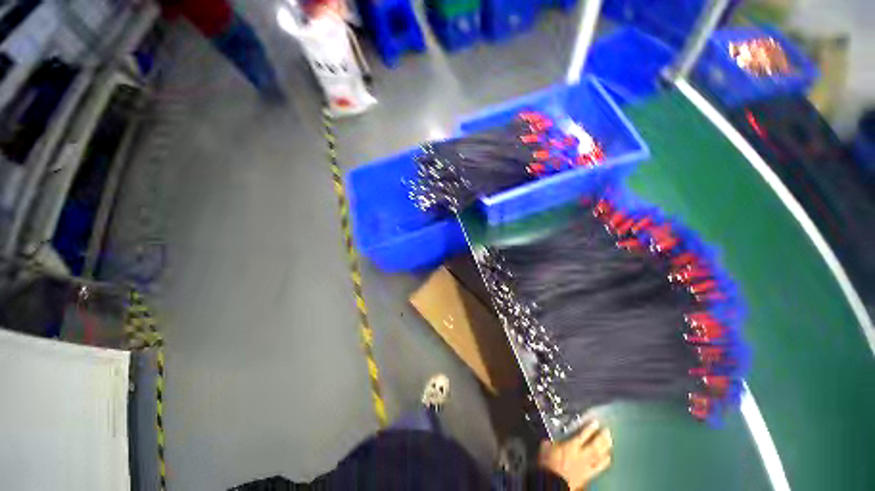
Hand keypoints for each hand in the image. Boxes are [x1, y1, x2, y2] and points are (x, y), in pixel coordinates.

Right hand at [537, 419, 611, 489]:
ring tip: (610, 442)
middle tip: (607, 431)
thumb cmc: (548, 463)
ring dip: (605, 449)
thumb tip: (553, 437)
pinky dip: (604, 463)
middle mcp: (581, 455)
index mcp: (571, 446)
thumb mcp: (546, 446)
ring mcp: (586, 466)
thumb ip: (552, 440)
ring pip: (599, 456)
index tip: (596, 422)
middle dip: (601, 437)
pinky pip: (599, 468)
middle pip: (594, 445)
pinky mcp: (588, 475)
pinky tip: (608, 458)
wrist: (553, 483)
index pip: (583, 434)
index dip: (590, 428)